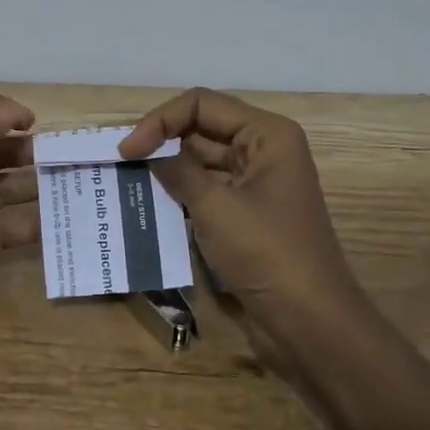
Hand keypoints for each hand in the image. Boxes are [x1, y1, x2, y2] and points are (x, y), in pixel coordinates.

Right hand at [121, 88, 364, 362]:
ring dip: (167, 168)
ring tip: (126, 179)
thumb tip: (144, 149)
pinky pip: (207, 189)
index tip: (127, 150)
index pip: (201, 104)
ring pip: (201, 160)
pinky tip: (148, 203)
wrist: (310, 325)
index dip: (160, 120)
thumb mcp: (215, 207)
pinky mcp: (247, 214)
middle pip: (202, 127)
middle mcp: (264, 150)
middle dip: (161, 140)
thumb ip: (176, 169)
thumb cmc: (267, 254)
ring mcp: (256, 183)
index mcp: (267, 134)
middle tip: (119, 161)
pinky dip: (179, 192)